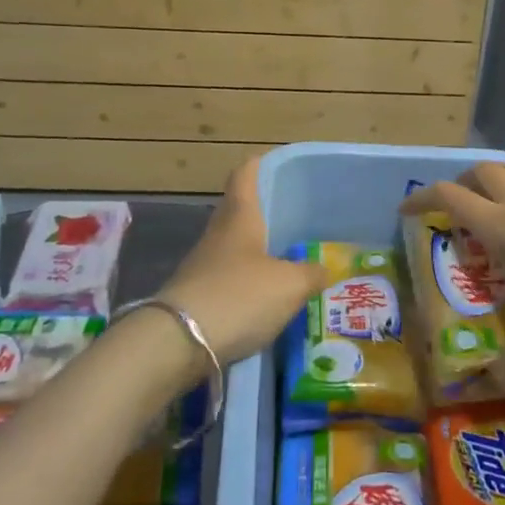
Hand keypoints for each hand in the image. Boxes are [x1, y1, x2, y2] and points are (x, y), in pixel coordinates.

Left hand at [160, 157, 331, 365]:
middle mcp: (218, 234)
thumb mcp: (289, 285)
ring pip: (233, 247)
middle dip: (262, 211)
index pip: (244, 176)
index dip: (257, 165)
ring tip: (286, 258)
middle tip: (292, 215)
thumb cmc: (239, 296)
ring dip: (255, 250)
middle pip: (237, 211)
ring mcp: (202, 265)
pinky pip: (227, 278)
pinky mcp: (196, 296)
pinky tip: (264, 296)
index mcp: (239, 217)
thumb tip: (327, 268)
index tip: (272, 161)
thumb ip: (312, 274)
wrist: (178, 343)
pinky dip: (246, 281)